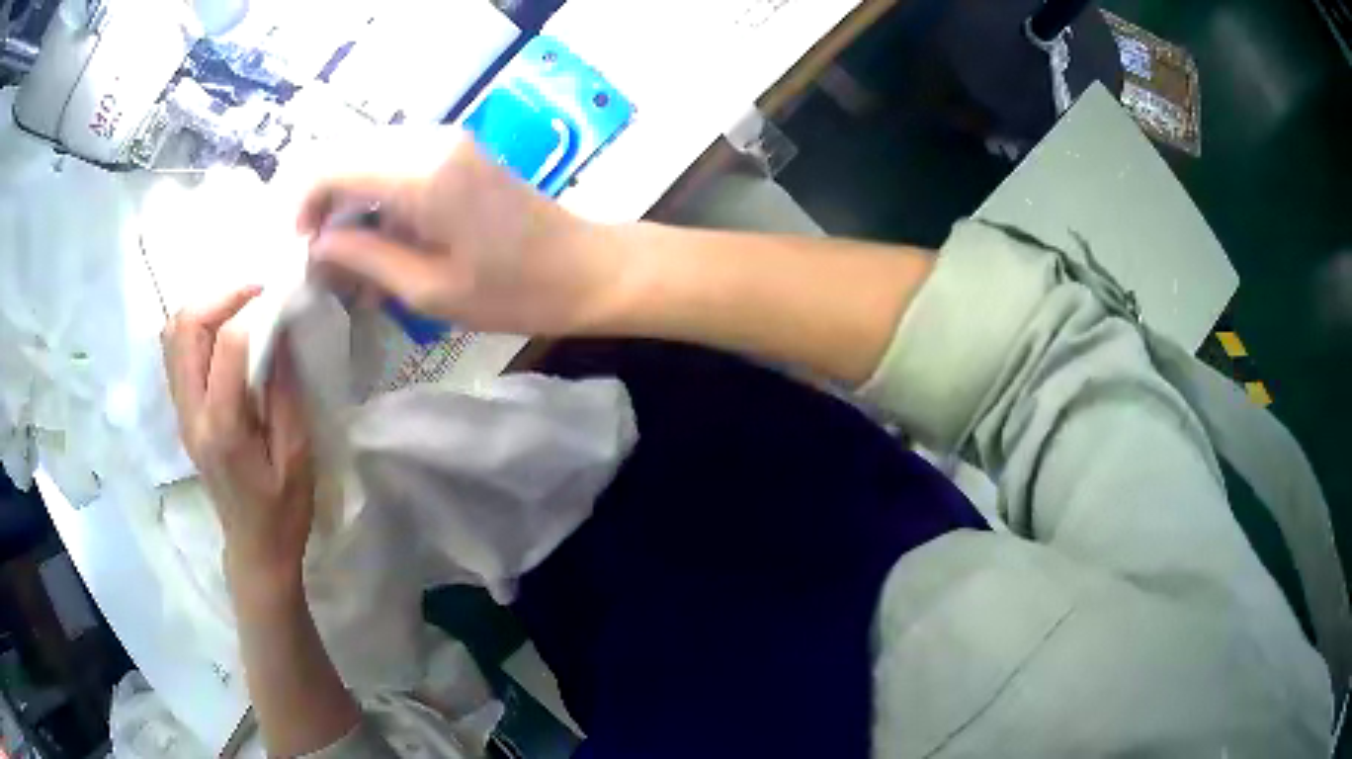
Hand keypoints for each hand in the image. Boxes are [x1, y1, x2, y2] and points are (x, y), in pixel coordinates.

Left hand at [161, 287, 316, 596]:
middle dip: (223, 296)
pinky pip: (176, 349)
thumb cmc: (283, 511)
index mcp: (223, 429)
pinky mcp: (182, 411)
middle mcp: (192, 413)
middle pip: (186, 327)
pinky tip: (224, 330)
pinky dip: (197, 325)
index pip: (228, 346)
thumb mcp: (298, 456)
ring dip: (207, 306)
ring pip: (175, 333)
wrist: (253, 547)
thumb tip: (283, 330)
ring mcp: (181, 411)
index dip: (255, 309)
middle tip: (259, 294)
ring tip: (242, 307)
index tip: (283, 294)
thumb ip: (286, 392)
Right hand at [297, 129, 623, 335]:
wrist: (584, 267)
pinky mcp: (455, 150)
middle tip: (314, 253)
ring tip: (341, 252)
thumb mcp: (429, 289)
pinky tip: (373, 235)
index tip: (296, 248)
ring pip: (367, 154)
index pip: (332, 165)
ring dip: (344, 196)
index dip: (301, 203)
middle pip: (345, 152)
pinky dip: (372, 193)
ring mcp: (445, 140)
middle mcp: (429, 141)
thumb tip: (316, 244)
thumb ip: (365, 257)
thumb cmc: (514, 291)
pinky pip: (394, 160)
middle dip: (318, 199)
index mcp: (420, 172)